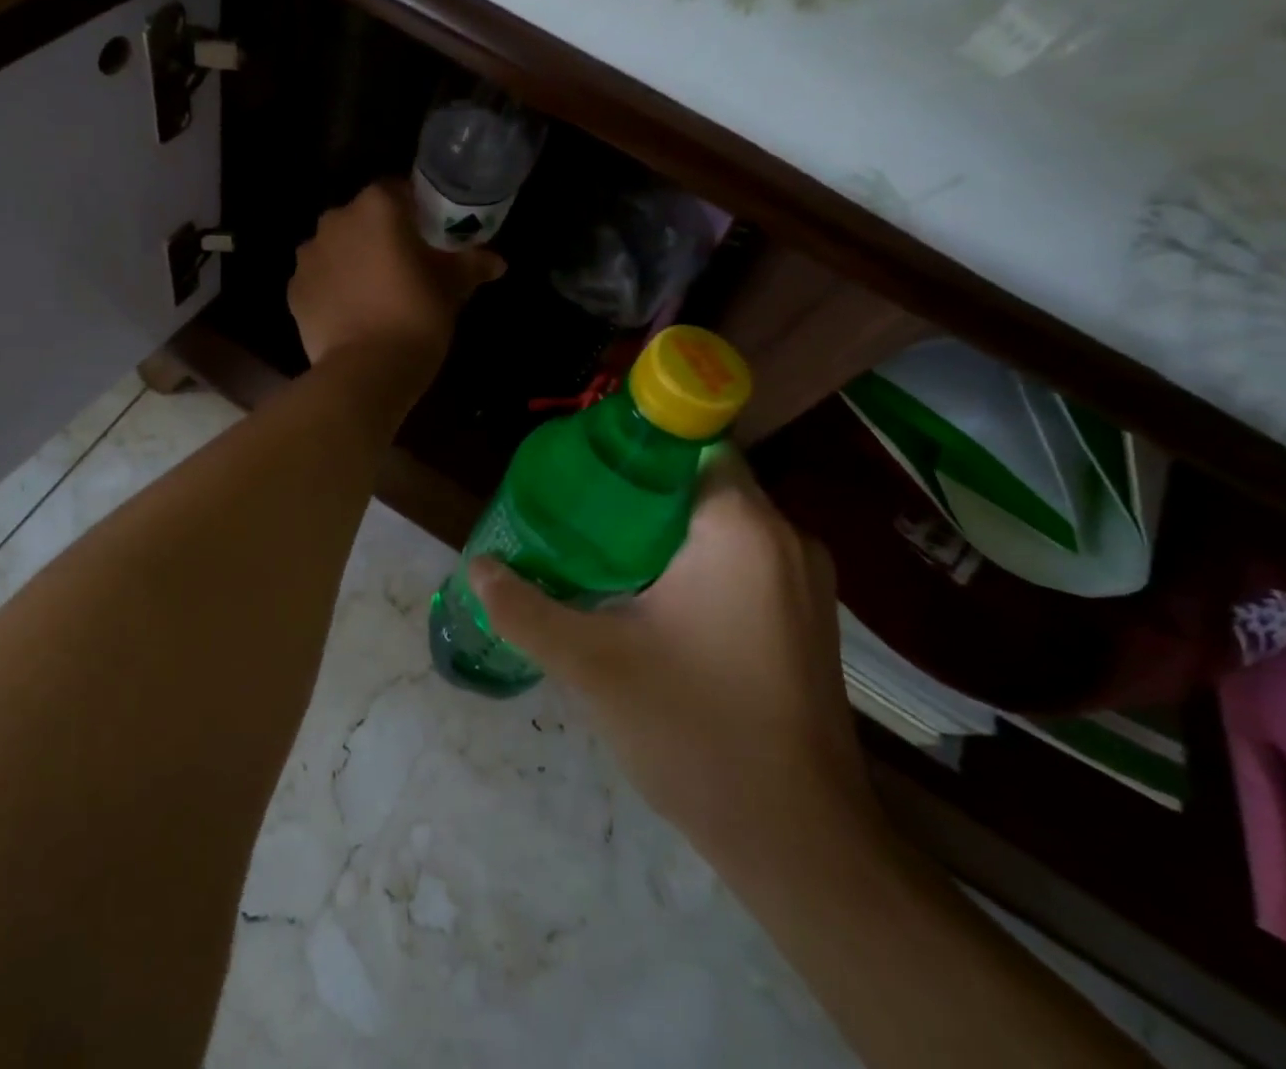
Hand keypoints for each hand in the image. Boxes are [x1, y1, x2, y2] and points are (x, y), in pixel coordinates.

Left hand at [289, 180, 504, 376]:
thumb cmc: (416, 316)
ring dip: (354, 260)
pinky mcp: (294, 289)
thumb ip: (472, 264)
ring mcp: (308, 254)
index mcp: (377, 206)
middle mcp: (335, 219)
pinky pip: (319, 278)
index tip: (431, 237)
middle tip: (406, 266)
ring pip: (338, 247)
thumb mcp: (452, 288)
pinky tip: (352, 312)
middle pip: (364, 218)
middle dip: (383, 236)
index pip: (400, 192)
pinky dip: (333, 287)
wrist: (367, 370)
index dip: (418, 213)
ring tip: (376, 293)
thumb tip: (497, 261)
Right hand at [469, 448, 879, 872]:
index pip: (691, 444)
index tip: (585, 466)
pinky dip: (697, 563)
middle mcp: (786, 539)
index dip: (636, 446)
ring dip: (666, 530)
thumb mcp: (592, 664)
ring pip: (723, 526)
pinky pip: (744, 562)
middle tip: (577, 509)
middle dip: (640, 491)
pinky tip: (649, 597)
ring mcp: (806, 583)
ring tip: (600, 549)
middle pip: (702, 483)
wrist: (800, 842)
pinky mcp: (807, 620)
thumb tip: (478, 566)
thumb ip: (526, 608)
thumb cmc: (695, 730)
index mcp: (741, 528)